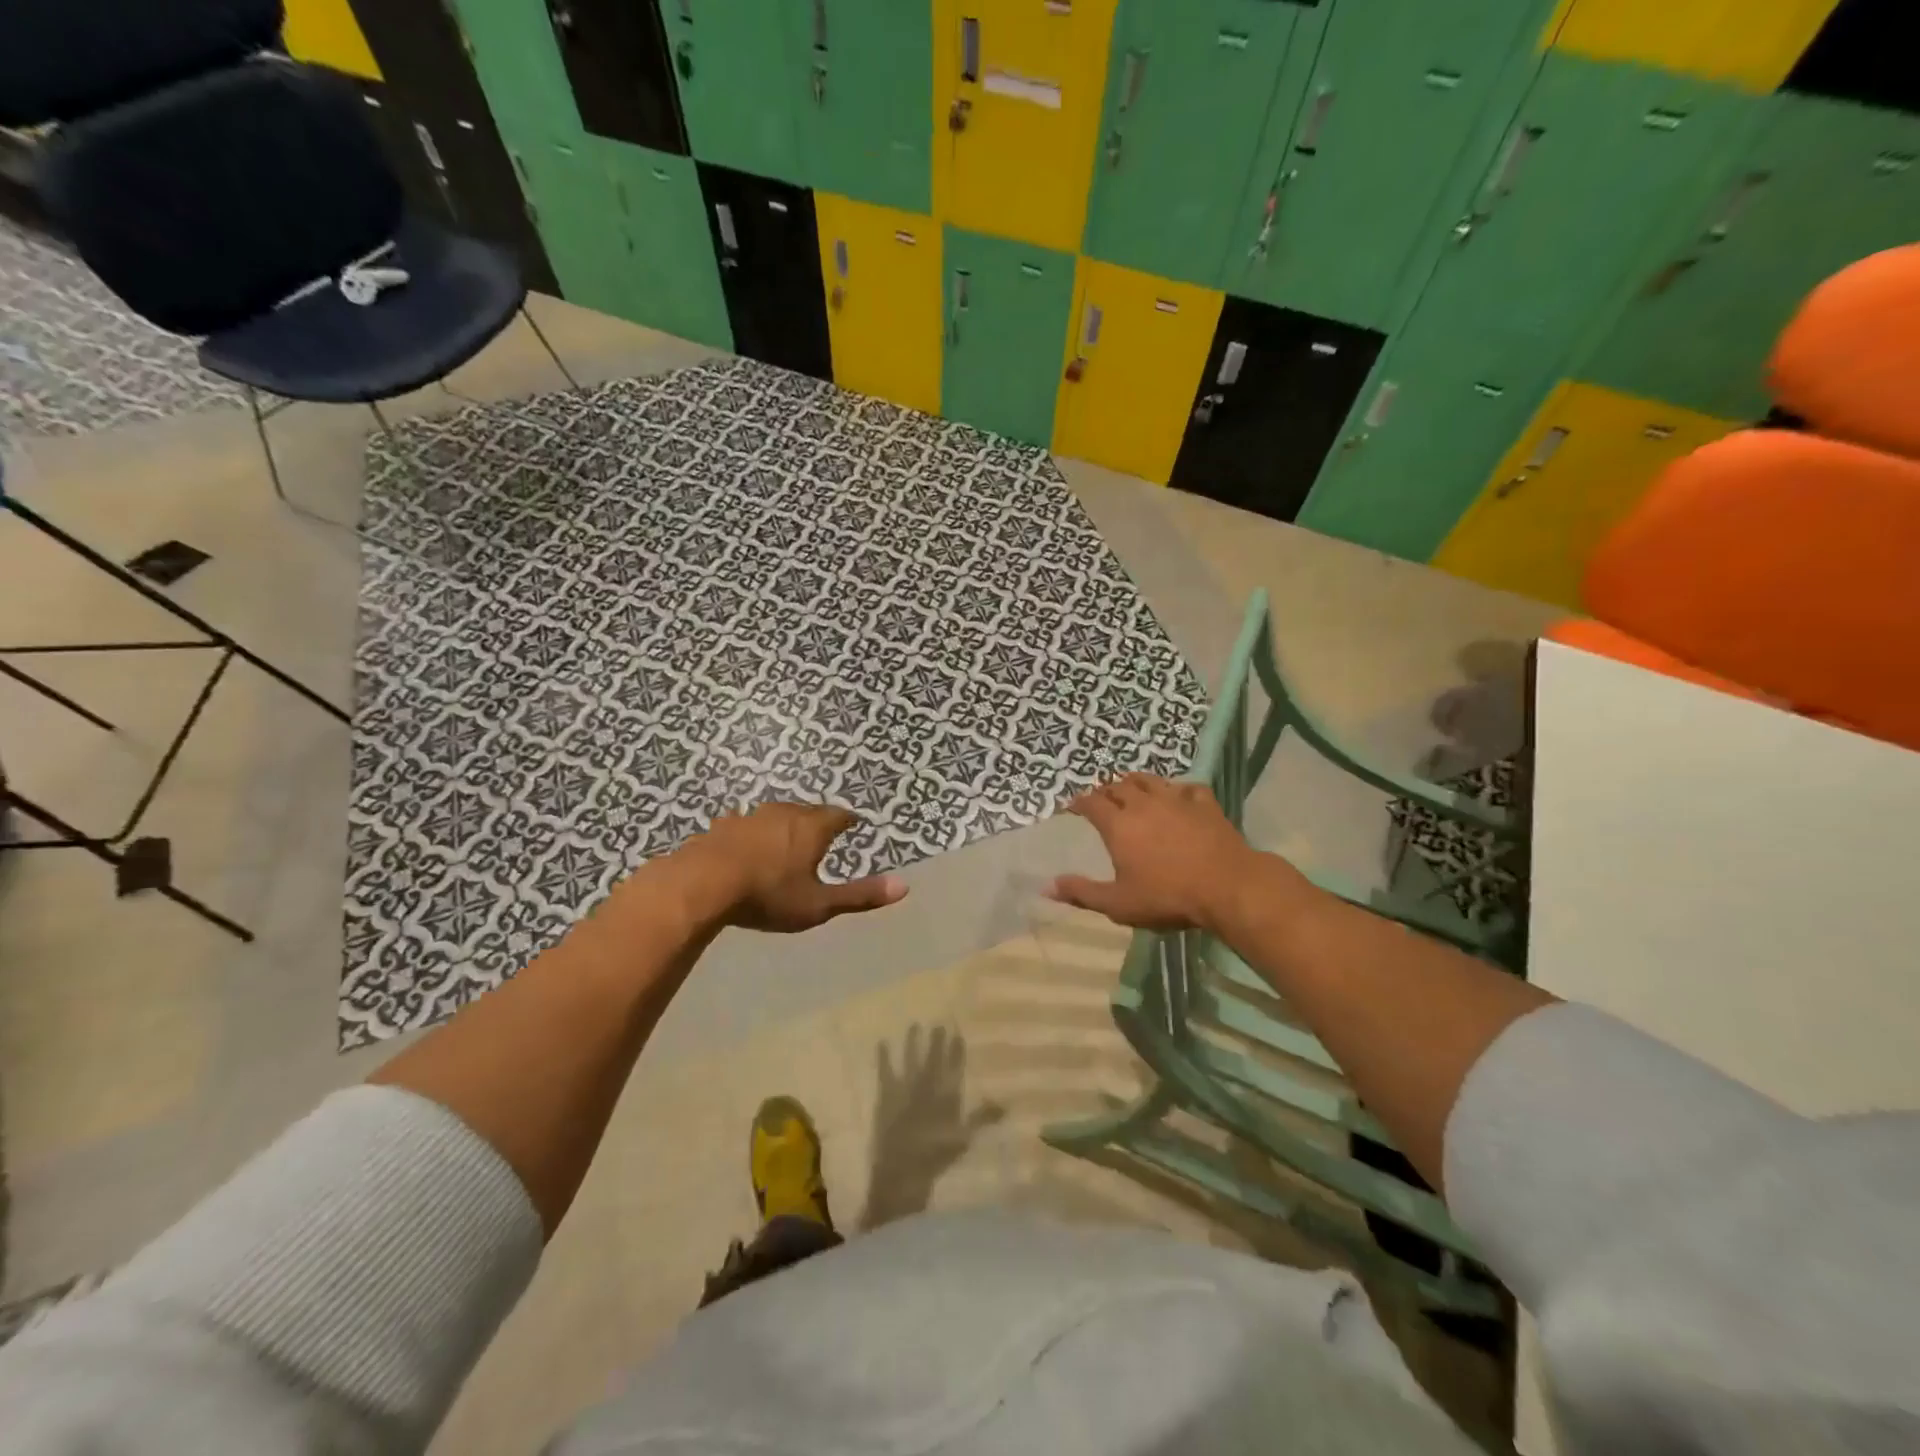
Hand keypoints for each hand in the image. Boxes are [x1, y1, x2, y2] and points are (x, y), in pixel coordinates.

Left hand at [688, 803, 907, 931]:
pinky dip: (753, 833)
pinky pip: (745, 824)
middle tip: (823, 833)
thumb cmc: (768, 895)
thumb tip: (905, 886)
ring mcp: (750, 816)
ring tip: (787, 837)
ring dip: (784, 824)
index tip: (853, 824)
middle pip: (807, 811)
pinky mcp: (723, 826)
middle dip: (817, 820)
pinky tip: (746, 843)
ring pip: (775, 815)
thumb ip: (859, 895)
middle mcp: (784, 813)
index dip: (847, 820)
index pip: (838, 816)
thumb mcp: (818, 904)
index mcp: (811, 828)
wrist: (702, 884)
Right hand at [1047, 773, 1273, 931]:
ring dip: (1136, 782)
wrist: (1226, 886)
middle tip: (1101, 799)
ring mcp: (1176, 800)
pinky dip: (1177, 790)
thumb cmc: (1167, 897)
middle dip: (1105, 790)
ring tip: (1132, 788)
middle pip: (1118, 786)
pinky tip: (1178, 796)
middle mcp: (1143, 804)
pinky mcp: (1204, 803)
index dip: (1079, 802)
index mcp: (1118, 825)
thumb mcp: (1118, 903)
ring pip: (1150, 780)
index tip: (1072, 806)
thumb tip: (1046, 887)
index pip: (1091, 803)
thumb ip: (1082, 893)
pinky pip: (1187, 788)